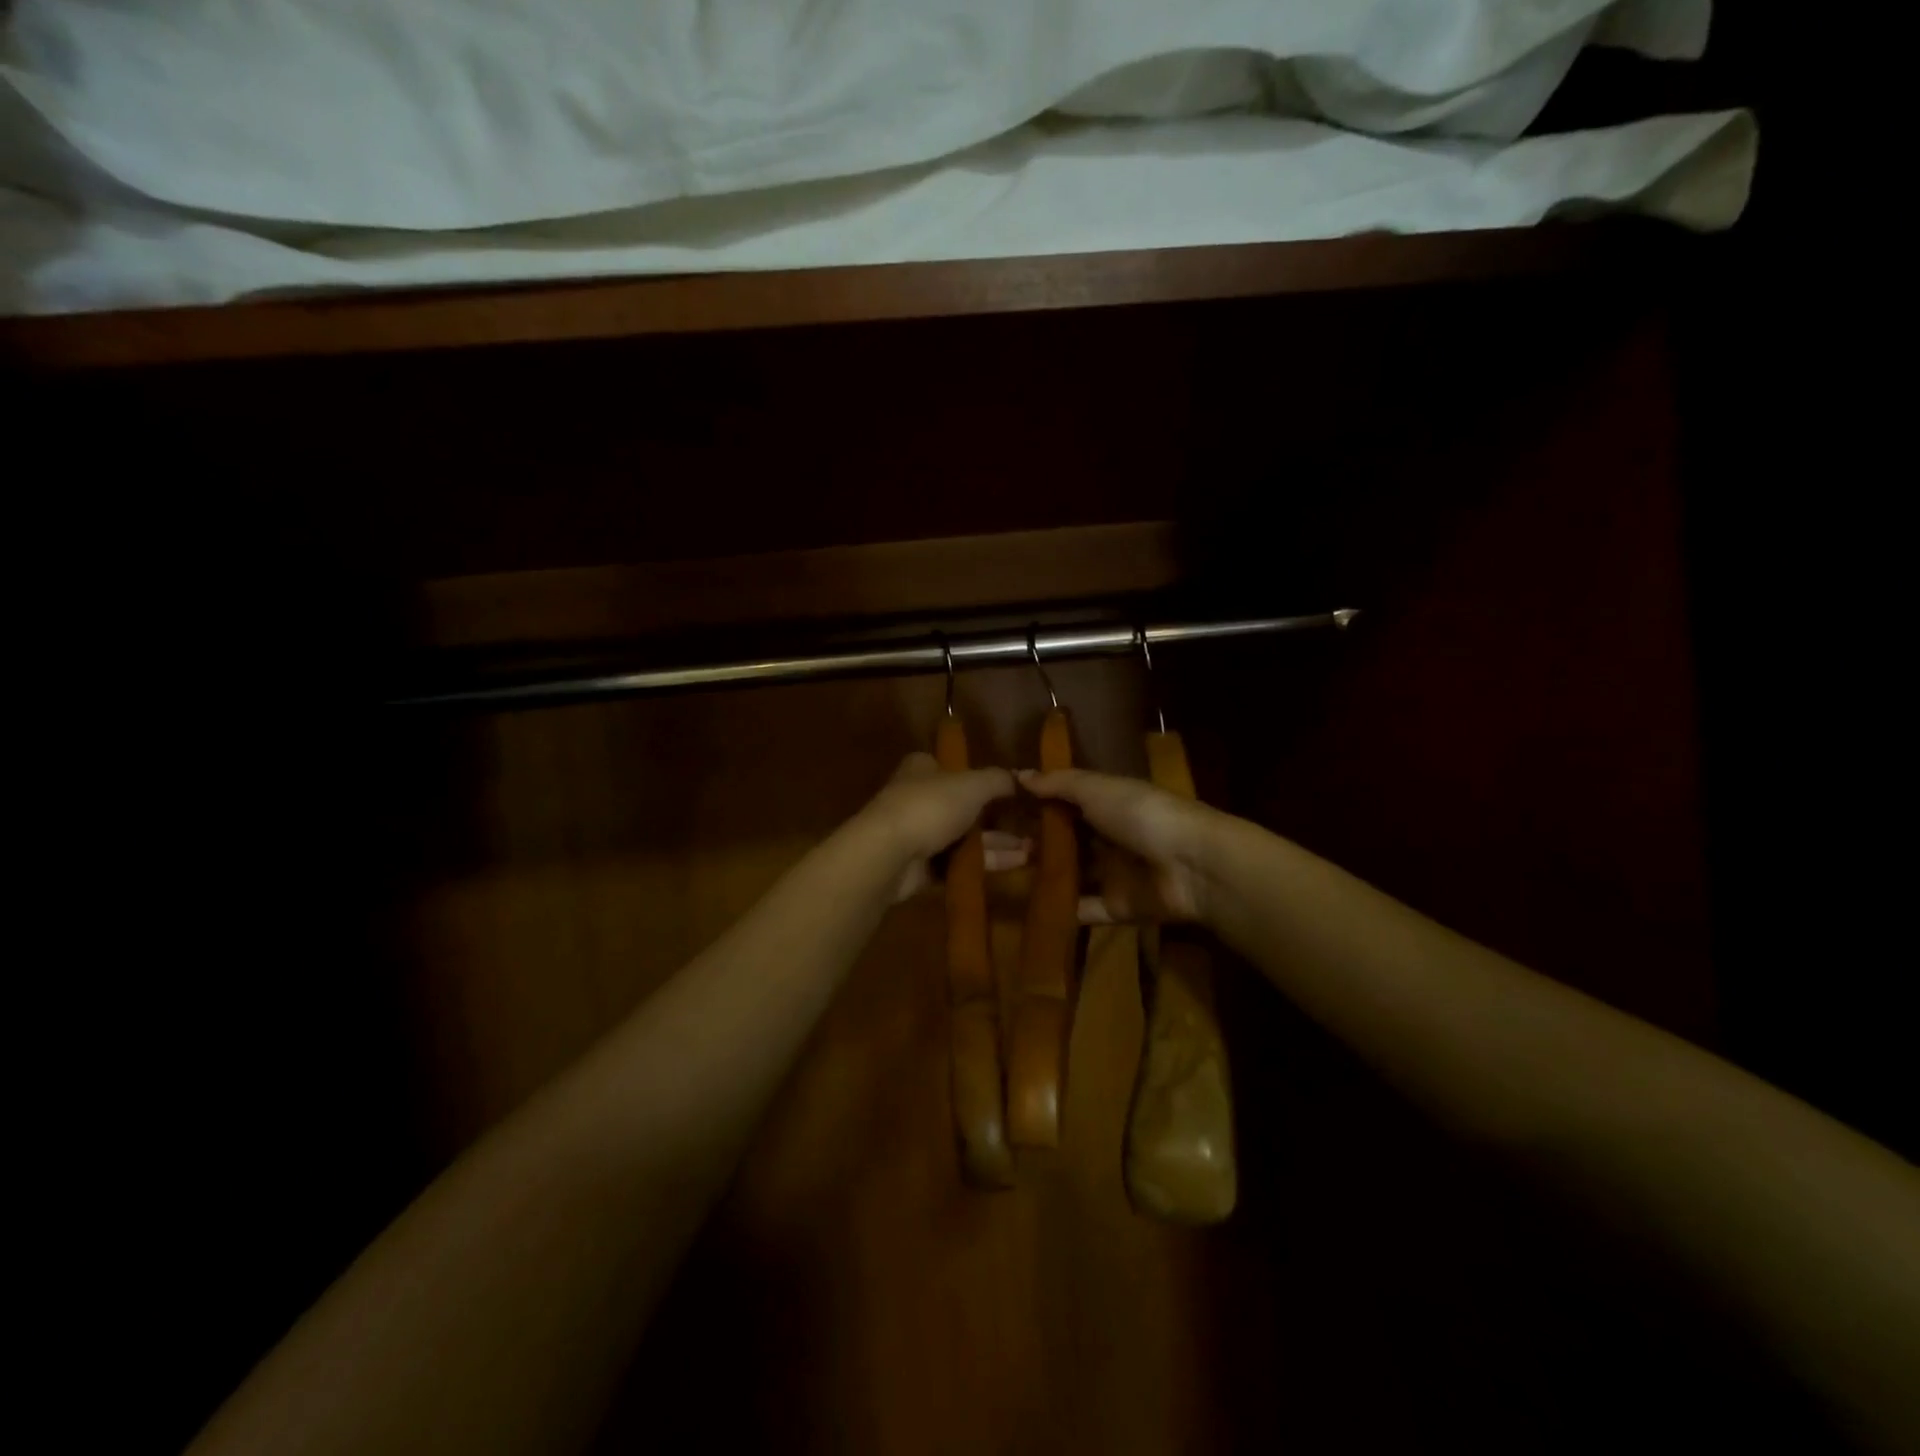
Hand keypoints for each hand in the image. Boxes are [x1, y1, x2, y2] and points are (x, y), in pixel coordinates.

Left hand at [859, 753, 1023, 902]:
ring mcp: (917, 834)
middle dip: (997, 819)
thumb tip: (1020, 778)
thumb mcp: (972, 785)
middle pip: (963, 806)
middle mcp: (918, 797)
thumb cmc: (929, 807)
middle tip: (1031, 828)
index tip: (1011, 793)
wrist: (888, 855)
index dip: (982, 779)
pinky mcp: (919, 866)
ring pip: (963, 837)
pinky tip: (1014, 865)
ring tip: (1032, 851)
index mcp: (923, 769)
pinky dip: (983, 864)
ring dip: (997, 843)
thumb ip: (998, 780)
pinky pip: (957, 863)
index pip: (954, 768)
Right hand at [1019, 768, 1216, 924]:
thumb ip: (1059, 784)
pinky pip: (1084, 910)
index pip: (1066, 804)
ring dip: (1045, 877)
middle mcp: (1109, 837)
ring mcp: (1114, 875)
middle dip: (1036, 843)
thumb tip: (1019, 774)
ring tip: (1003, 879)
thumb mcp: (1097, 789)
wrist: (1191, 865)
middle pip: (1067, 842)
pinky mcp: (1117, 908)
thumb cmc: (1141, 814)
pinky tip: (1028, 910)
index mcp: (1109, 804)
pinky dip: (1061, 911)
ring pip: (1072, 876)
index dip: (1037, 806)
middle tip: (994, 847)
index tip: (1000, 810)